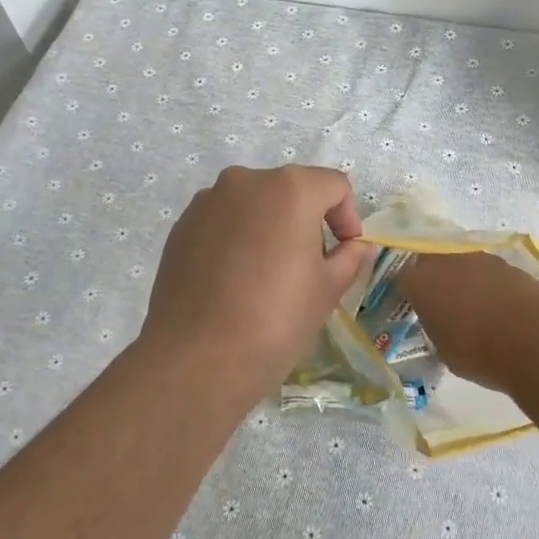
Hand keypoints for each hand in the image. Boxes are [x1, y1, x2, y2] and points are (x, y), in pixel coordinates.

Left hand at [141, 166, 372, 402]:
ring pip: (254, 203)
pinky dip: (237, 237)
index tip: (344, 252)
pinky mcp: (182, 224)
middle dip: (307, 220)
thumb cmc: (276, 319)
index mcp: (291, 188)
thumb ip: (348, 257)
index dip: (347, 218)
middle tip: (308, 266)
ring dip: (270, 227)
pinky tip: (234, 280)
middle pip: (291, 189)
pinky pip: (223, 220)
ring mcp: (209, 200)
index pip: (334, 186)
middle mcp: (246, 180)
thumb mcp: (327, 290)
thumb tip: (356, 246)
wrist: (197, 357)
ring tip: (267, 275)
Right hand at [398, 252, 538, 395]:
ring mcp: (479, 258)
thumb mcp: (444, 350)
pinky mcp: (507, 263)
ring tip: (473, 305)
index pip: (403, 279)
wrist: (533, 339)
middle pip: (431, 261)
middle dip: (434, 278)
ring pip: (462, 263)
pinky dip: (489, 284)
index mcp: (420, 282)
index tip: (414, 308)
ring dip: (463, 278)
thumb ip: (436, 329)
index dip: (408, 293)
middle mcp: (445, 261)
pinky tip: (498, 306)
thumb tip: (442, 324)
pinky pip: (488, 271)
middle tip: (441, 302)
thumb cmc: (477, 352)